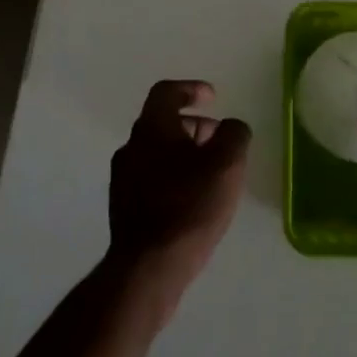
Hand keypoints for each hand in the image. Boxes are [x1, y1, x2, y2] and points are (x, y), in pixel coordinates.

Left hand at [106, 80, 250, 319]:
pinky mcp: (124, 207)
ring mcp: (123, 179)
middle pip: (161, 123)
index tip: (212, 98)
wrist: (148, 267)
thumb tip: (231, 126)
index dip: (190, 89)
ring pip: (156, 152)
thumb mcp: (226, 165)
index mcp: (151, 129)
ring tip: (210, 172)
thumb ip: (234, 135)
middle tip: (218, 139)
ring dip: (183, 152)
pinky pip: (151, 178)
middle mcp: (131, 147)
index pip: (166, 92)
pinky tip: (192, 199)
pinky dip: (173, 176)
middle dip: (193, 125)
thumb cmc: (189, 207)